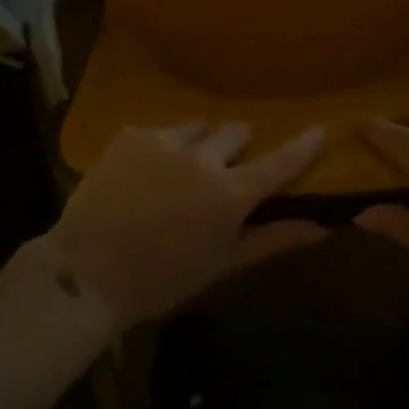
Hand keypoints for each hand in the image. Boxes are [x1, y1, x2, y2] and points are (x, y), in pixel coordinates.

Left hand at [45, 121, 328, 328]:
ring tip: (177, 175)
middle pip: (236, 132)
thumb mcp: (222, 265)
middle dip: (236, 148)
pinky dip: (160, 149)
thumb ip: (272, 240)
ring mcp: (165, 140)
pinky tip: (141, 178)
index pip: (278, 163)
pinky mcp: (133, 134)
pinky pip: (160, 132)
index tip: (320, 130)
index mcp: (229, 193)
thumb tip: (321, 227)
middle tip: (221, 173)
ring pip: (198, 128)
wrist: (87, 272)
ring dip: (198, 145)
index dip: (303, 147)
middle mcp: (203, 156)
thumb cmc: (162, 280)